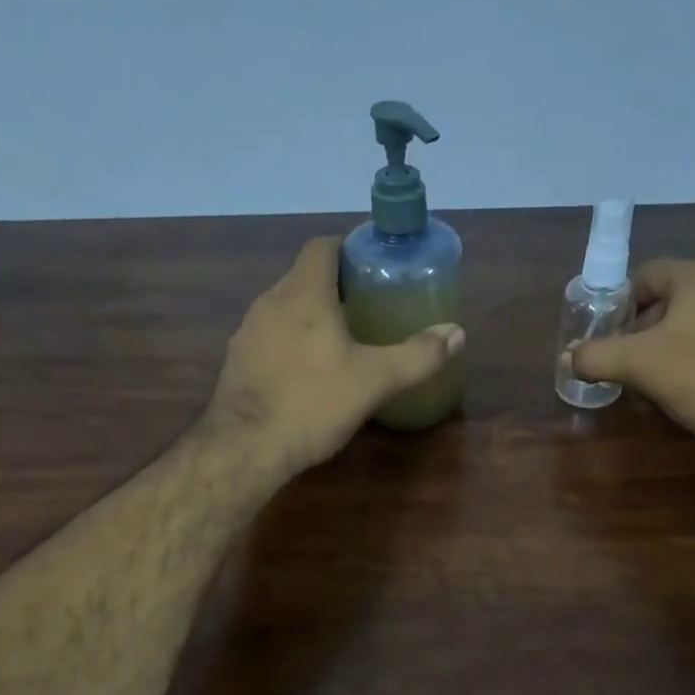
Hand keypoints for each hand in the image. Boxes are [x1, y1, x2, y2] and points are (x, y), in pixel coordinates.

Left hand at [203, 237, 464, 477]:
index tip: (374, 266)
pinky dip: (292, 341)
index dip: (349, 248)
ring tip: (343, 339)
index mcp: (304, 293)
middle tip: (369, 306)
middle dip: (336, 286)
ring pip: (285, 308)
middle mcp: (270, 301)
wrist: (245, 448)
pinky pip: (270, 336)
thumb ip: (418, 355)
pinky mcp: (237, 361)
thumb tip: (457, 334)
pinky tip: (309, 371)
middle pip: (304, 276)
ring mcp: (248, 332)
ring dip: (312, 315)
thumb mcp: (375, 380)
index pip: (322, 246)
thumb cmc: (312, 403)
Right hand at [572, 258, 694, 441]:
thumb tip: (569, 356)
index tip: (608, 335)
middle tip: (630, 360)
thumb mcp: (638, 365)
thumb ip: (596, 356)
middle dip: (646, 328)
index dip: (619, 304)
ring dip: (675, 342)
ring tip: (660, 376)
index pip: (644, 275)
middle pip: (673, 297)